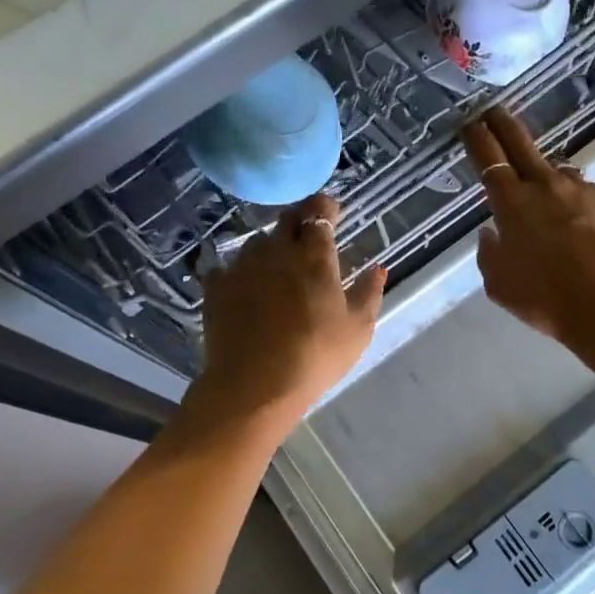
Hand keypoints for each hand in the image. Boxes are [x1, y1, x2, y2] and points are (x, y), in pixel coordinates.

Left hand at [192, 193, 385, 428]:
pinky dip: (239, 272)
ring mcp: (242, 266)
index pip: (319, 213)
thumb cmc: (315, 356)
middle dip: (299, 220)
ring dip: (270, 247)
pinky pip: (228, 268)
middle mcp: (276, 250)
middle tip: (307, 236)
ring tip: (276, 267)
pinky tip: (244, 288)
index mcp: (313, 256)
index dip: (326, 208)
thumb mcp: (357, 329)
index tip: (332, 213)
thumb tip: (378, 268)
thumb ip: (369, 292)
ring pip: (257, 242)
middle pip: (286, 220)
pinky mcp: (216, 286)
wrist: (254, 385)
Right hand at [463, 108, 594, 368]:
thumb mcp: (500, 284)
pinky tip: (575, 220)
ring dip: (543, 173)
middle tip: (494, 111)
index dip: (477, 137)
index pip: (488, 158)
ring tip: (542, 190)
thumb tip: (491, 232)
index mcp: (511, 203)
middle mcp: (544, 185)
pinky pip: (581, 191)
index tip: (470, 123)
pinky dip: (571, 198)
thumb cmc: (547, 299)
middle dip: (503, 124)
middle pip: (520, 143)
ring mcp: (580, 189)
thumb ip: (489, 253)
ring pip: (554, 169)